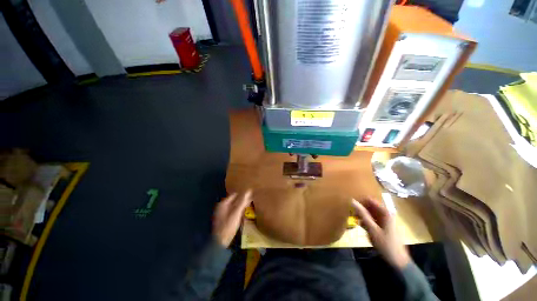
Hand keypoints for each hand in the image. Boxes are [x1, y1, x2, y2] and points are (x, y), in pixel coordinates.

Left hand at [213, 190, 252, 247]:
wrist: (220, 242)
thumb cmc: (228, 226)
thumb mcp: (236, 213)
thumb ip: (243, 201)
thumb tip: (249, 190)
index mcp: (223, 203)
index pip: (235, 195)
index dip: (243, 194)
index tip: (251, 194)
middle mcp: (222, 206)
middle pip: (234, 200)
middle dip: (242, 200)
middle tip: (252, 199)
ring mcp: (223, 213)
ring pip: (234, 206)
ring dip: (241, 205)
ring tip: (250, 204)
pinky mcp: (225, 219)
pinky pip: (233, 211)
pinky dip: (239, 210)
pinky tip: (244, 212)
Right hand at [352, 198, 410, 269]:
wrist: (398, 262)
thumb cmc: (386, 244)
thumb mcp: (372, 229)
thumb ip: (362, 214)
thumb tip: (352, 200)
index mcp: (385, 213)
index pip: (370, 200)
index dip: (360, 202)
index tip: (351, 206)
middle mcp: (386, 214)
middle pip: (370, 206)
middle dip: (361, 209)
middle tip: (352, 213)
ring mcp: (386, 220)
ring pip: (371, 213)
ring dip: (362, 215)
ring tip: (355, 219)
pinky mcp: (384, 226)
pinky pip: (373, 219)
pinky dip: (366, 221)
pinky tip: (361, 225)